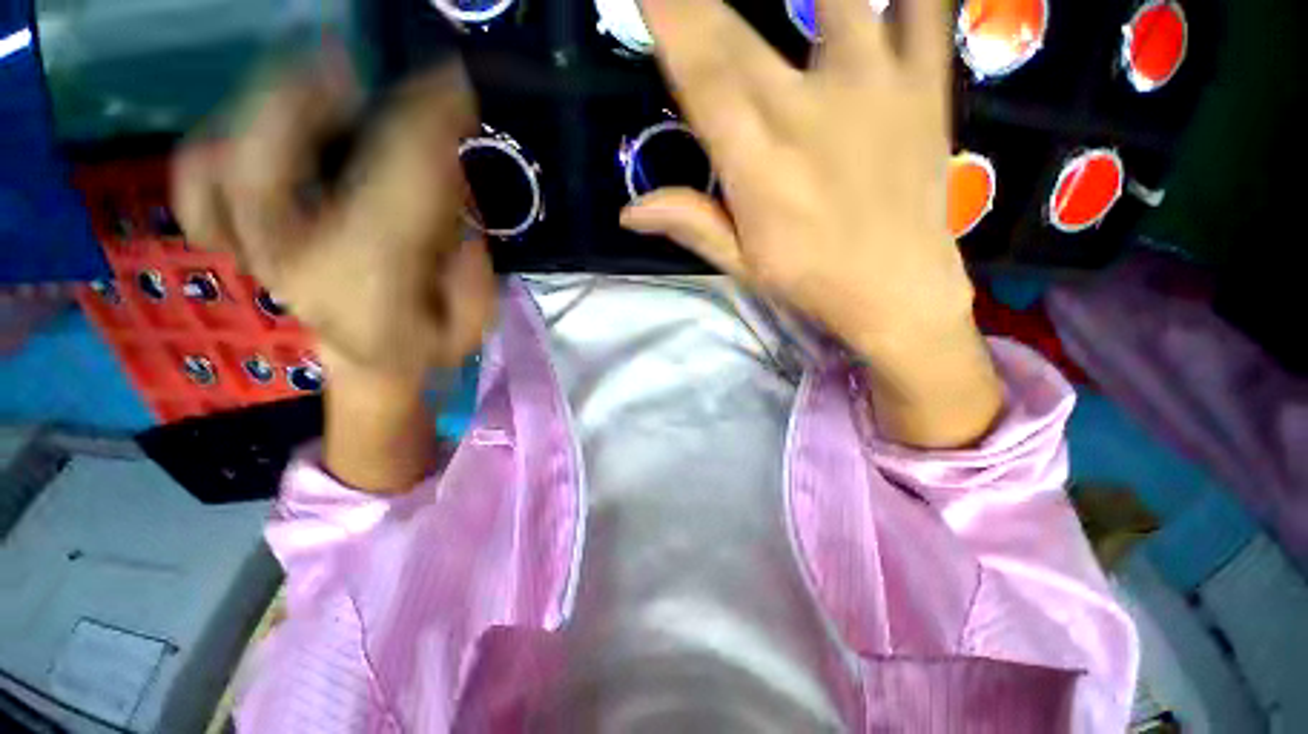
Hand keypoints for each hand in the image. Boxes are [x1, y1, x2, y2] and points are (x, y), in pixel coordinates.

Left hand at [173, 51, 495, 379]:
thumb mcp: (472, 325)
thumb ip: (472, 276)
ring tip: (313, 81)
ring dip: (264, 107)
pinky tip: (250, 137)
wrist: (369, 365)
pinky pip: (198, 191)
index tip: (454, 87)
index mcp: (366, 279)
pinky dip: (212, 154)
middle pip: (280, 153)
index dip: (427, 125)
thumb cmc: (425, 346)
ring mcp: (253, 246)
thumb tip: (458, 217)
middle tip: (362, 65)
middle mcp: (293, 256)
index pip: (396, 182)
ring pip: (223, 162)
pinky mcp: (239, 241)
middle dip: (323, 93)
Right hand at [627, 0, 1001, 445]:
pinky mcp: (924, 85)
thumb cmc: (810, 281)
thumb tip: (628, 212)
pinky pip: (927, 8)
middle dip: (700, 2)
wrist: (897, 292)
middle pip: (740, 32)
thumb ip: (690, 224)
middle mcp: (808, 111)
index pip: (702, 72)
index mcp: (758, 163)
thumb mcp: (742, 263)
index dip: (670, 16)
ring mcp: (874, 87)